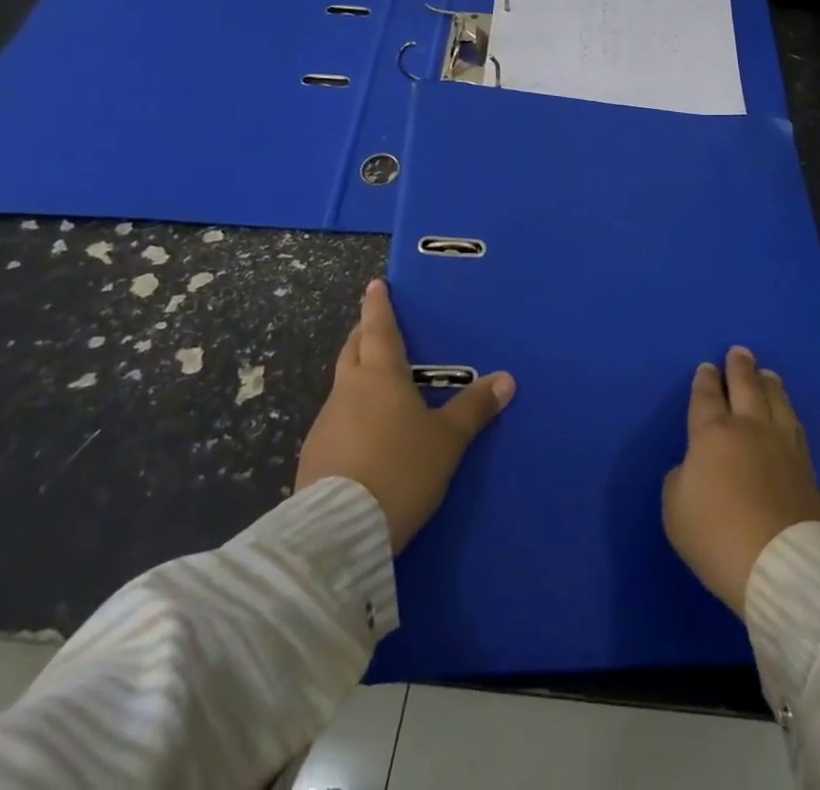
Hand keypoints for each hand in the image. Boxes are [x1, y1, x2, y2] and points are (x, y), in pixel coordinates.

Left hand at [296, 279, 514, 552]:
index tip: (374, 286)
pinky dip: (349, 413)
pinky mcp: (313, 456)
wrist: (340, 532)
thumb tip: (506, 379)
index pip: (379, 328)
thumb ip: (474, 409)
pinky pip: (335, 420)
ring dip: (355, 375)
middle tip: (374, 327)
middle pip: (353, 350)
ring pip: (341, 385)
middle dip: (363, 334)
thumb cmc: (401, 469)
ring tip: (374, 384)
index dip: (378, 305)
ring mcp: (326, 423)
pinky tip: (363, 434)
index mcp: (380, 375)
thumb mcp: (447, 441)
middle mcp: (348, 390)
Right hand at [663, 346, 819, 615]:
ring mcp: (782, 445)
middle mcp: (749, 428)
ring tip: (767, 373)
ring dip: (768, 383)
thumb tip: (695, 469)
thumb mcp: (676, 510)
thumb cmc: (718, 535)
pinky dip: (787, 411)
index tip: (707, 368)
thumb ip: (681, 480)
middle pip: (745, 387)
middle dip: (740, 368)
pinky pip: (794, 426)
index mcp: (712, 433)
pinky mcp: (807, 468)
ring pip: (776, 400)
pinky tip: (787, 413)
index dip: (705, 381)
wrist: (782, 564)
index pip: (707, 396)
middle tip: (739, 352)